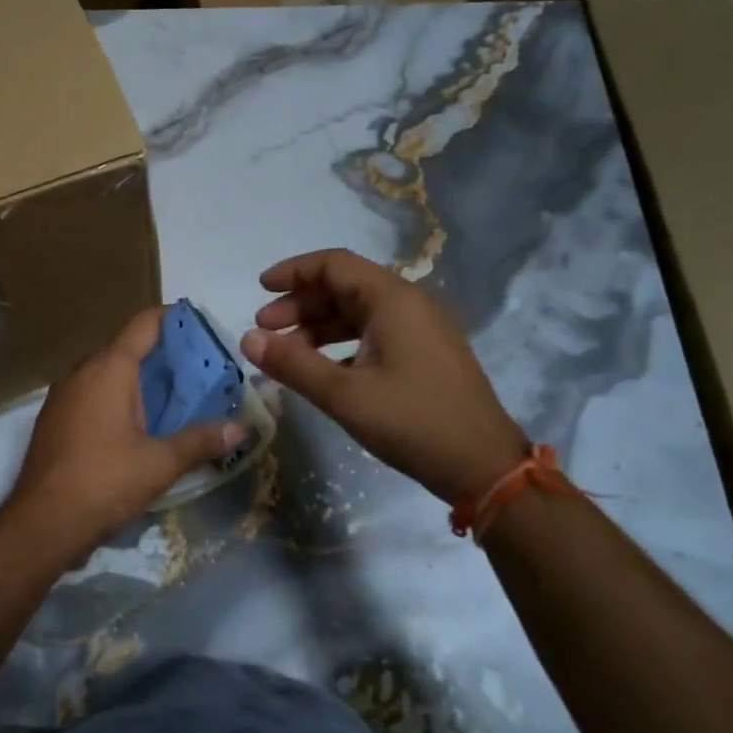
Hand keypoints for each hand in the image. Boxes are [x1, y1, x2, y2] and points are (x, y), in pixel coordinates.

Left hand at [8, 307, 242, 556]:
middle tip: (198, 370)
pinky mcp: (55, 419)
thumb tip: (241, 428)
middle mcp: (82, 372)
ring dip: (138, 379)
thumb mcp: (160, 463)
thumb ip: (201, 441)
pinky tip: (138, 424)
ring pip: (107, 373)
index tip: (198, 324)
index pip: (143, 324)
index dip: (172, 318)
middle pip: (126, 348)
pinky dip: (117, 398)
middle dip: (161, 355)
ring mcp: (63, 395)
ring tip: (174, 397)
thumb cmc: (104, 482)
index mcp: (109, 369)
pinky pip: (92, 394)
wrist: (41, 523)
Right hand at [242, 249, 527, 505]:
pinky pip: (373, 334)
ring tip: (285, 353)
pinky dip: (340, 344)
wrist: (485, 467)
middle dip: (300, 304)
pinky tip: (321, 370)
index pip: (333, 265)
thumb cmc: (413, 422)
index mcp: (392, 300)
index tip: (259, 289)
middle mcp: (408, 304)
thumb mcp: (345, 395)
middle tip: (264, 330)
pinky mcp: (424, 355)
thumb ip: (293, 364)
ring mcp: (420, 330)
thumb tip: (247, 339)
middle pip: (343, 287)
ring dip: (317, 327)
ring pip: (357, 313)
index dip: (293, 272)